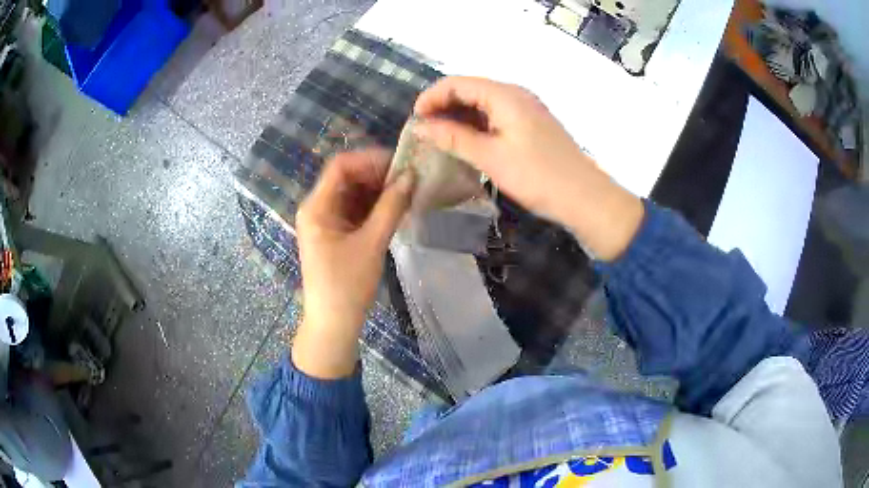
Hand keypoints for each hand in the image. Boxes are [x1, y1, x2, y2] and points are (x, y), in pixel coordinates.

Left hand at [293, 149, 414, 378]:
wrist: (334, 324)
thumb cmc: (348, 286)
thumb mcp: (371, 243)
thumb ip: (391, 207)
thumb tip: (411, 175)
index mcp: (317, 207)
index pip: (341, 166)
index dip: (370, 160)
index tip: (401, 164)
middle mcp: (318, 208)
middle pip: (347, 177)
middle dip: (378, 175)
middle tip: (410, 179)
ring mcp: (326, 221)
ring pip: (353, 193)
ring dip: (379, 191)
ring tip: (408, 193)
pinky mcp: (336, 233)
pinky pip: (356, 210)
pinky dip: (375, 207)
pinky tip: (396, 208)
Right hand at [414, 76, 643, 260]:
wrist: (585, 198)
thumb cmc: (538, 176)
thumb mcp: (491, 157)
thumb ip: (453, 138)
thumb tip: (420, 127)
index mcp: (505, 95)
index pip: (457, 83)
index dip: (431, 98)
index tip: (414, 121)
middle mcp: (515, 94)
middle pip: (470, 91)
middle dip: (443, 108)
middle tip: (425, 134)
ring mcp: (526, 109)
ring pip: (483, 105)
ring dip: (459, 119)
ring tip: (440, 141)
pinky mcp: (531, 125)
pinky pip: (496, 117)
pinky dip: (477, 127)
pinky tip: (467, 144)